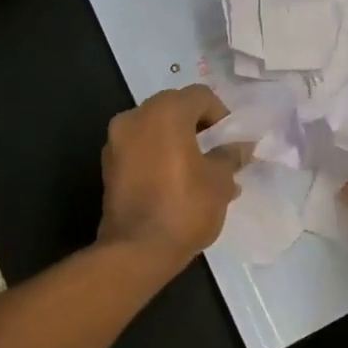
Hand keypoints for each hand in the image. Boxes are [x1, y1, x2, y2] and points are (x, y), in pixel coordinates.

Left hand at [98, 86, 247, 265]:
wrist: (136, 251)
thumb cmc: (185, 207)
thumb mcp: (220, 181)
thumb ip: (230, 156)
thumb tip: (240, 147)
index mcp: (165, 112)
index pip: (200, 96)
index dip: (221, 115)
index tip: (230, 141)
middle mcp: (135, 117)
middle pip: (174, 108)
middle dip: (197, 126)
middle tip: (216, 152)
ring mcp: (116, 141)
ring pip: (155, 129)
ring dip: (177, 141)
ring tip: (198, 171)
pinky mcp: (108, 166)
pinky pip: (140, 149)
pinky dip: (158, 156)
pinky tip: (175, 182)